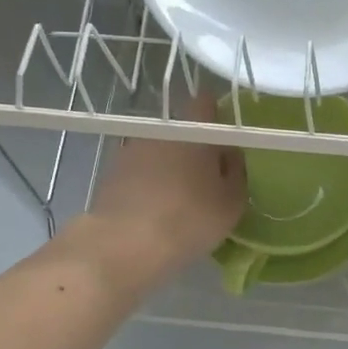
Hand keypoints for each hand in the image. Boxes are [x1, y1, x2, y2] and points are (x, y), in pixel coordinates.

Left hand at [75, 98, 245, 288]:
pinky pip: (139, 174)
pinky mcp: (111, 176)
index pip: (206, 103)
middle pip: (182, 131)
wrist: (124, 245)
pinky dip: (149, 185)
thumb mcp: (232, 201)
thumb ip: (236, 171)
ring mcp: (130, 152)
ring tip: (180, 200)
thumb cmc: (189, 219)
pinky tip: (156, 212)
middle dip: (195, 148)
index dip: (217, 115)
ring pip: (159, 153)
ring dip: (170, 168)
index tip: (226, 137)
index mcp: (193, 131)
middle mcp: (159, 133)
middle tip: (209, 178)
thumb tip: (230, 154)